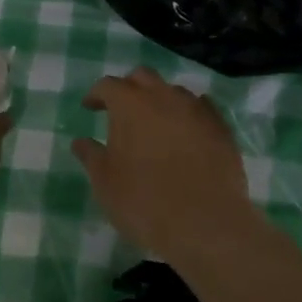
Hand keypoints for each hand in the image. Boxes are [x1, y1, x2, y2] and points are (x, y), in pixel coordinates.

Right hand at [72, 67, 260, 261]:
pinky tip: (186, 132)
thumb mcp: (105, 182)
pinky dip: (188, 115)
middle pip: (143, 77)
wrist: (205, 224)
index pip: (108, 85)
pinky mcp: (221, 128)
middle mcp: (163, 97)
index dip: (96, 94)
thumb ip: (91, 156)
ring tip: (155, 123)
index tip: (90, 107)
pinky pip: (202, 109)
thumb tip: (80, 142)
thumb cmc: (144, 202)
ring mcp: (196, 110)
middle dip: (129, 87)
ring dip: (160, 100)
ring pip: (174, 91)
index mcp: (130, 104)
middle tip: (121, 109)